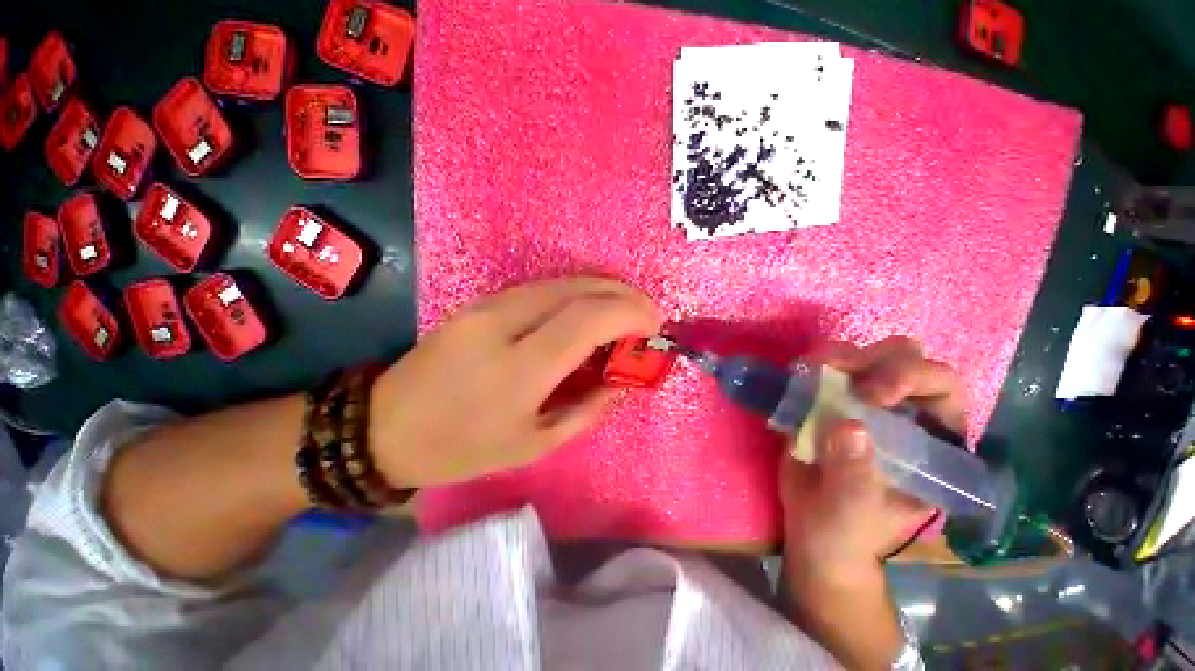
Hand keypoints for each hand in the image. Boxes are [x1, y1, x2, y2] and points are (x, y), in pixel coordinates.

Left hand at [367, 278, 661, 488]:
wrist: (386, 426)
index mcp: (520, 368)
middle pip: (578, 290)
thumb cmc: (463, 448)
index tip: (655, 324)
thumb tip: (621, 383)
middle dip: (623, 294)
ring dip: (602, 289)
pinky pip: (542, 287)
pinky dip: (576, 292)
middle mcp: (505, 323)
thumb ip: (588, 410)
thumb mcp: (534, 445)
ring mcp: (489, 305)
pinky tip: (590, 307)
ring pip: (561, 282)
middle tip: (648, 312)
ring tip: (626, 308)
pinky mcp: (481, 301)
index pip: (588, 320)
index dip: (629, 314)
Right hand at [777, 337, 965, 668]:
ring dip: (839, 355)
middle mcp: (903, 411)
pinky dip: (811, 365)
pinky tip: (798, 374)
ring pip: (863, 356)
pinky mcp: (828, 400)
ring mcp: (863, 402)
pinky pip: (824, 369)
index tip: (870, 394)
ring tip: (811, 368)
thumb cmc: (849, 529)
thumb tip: (848, 426)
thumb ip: (855, 474)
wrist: (815, 529)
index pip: (942, 386)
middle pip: (904, 358)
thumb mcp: (855, 511)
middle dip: (873, 358)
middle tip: (835, 370)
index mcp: (932, 439)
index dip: (911, 378)